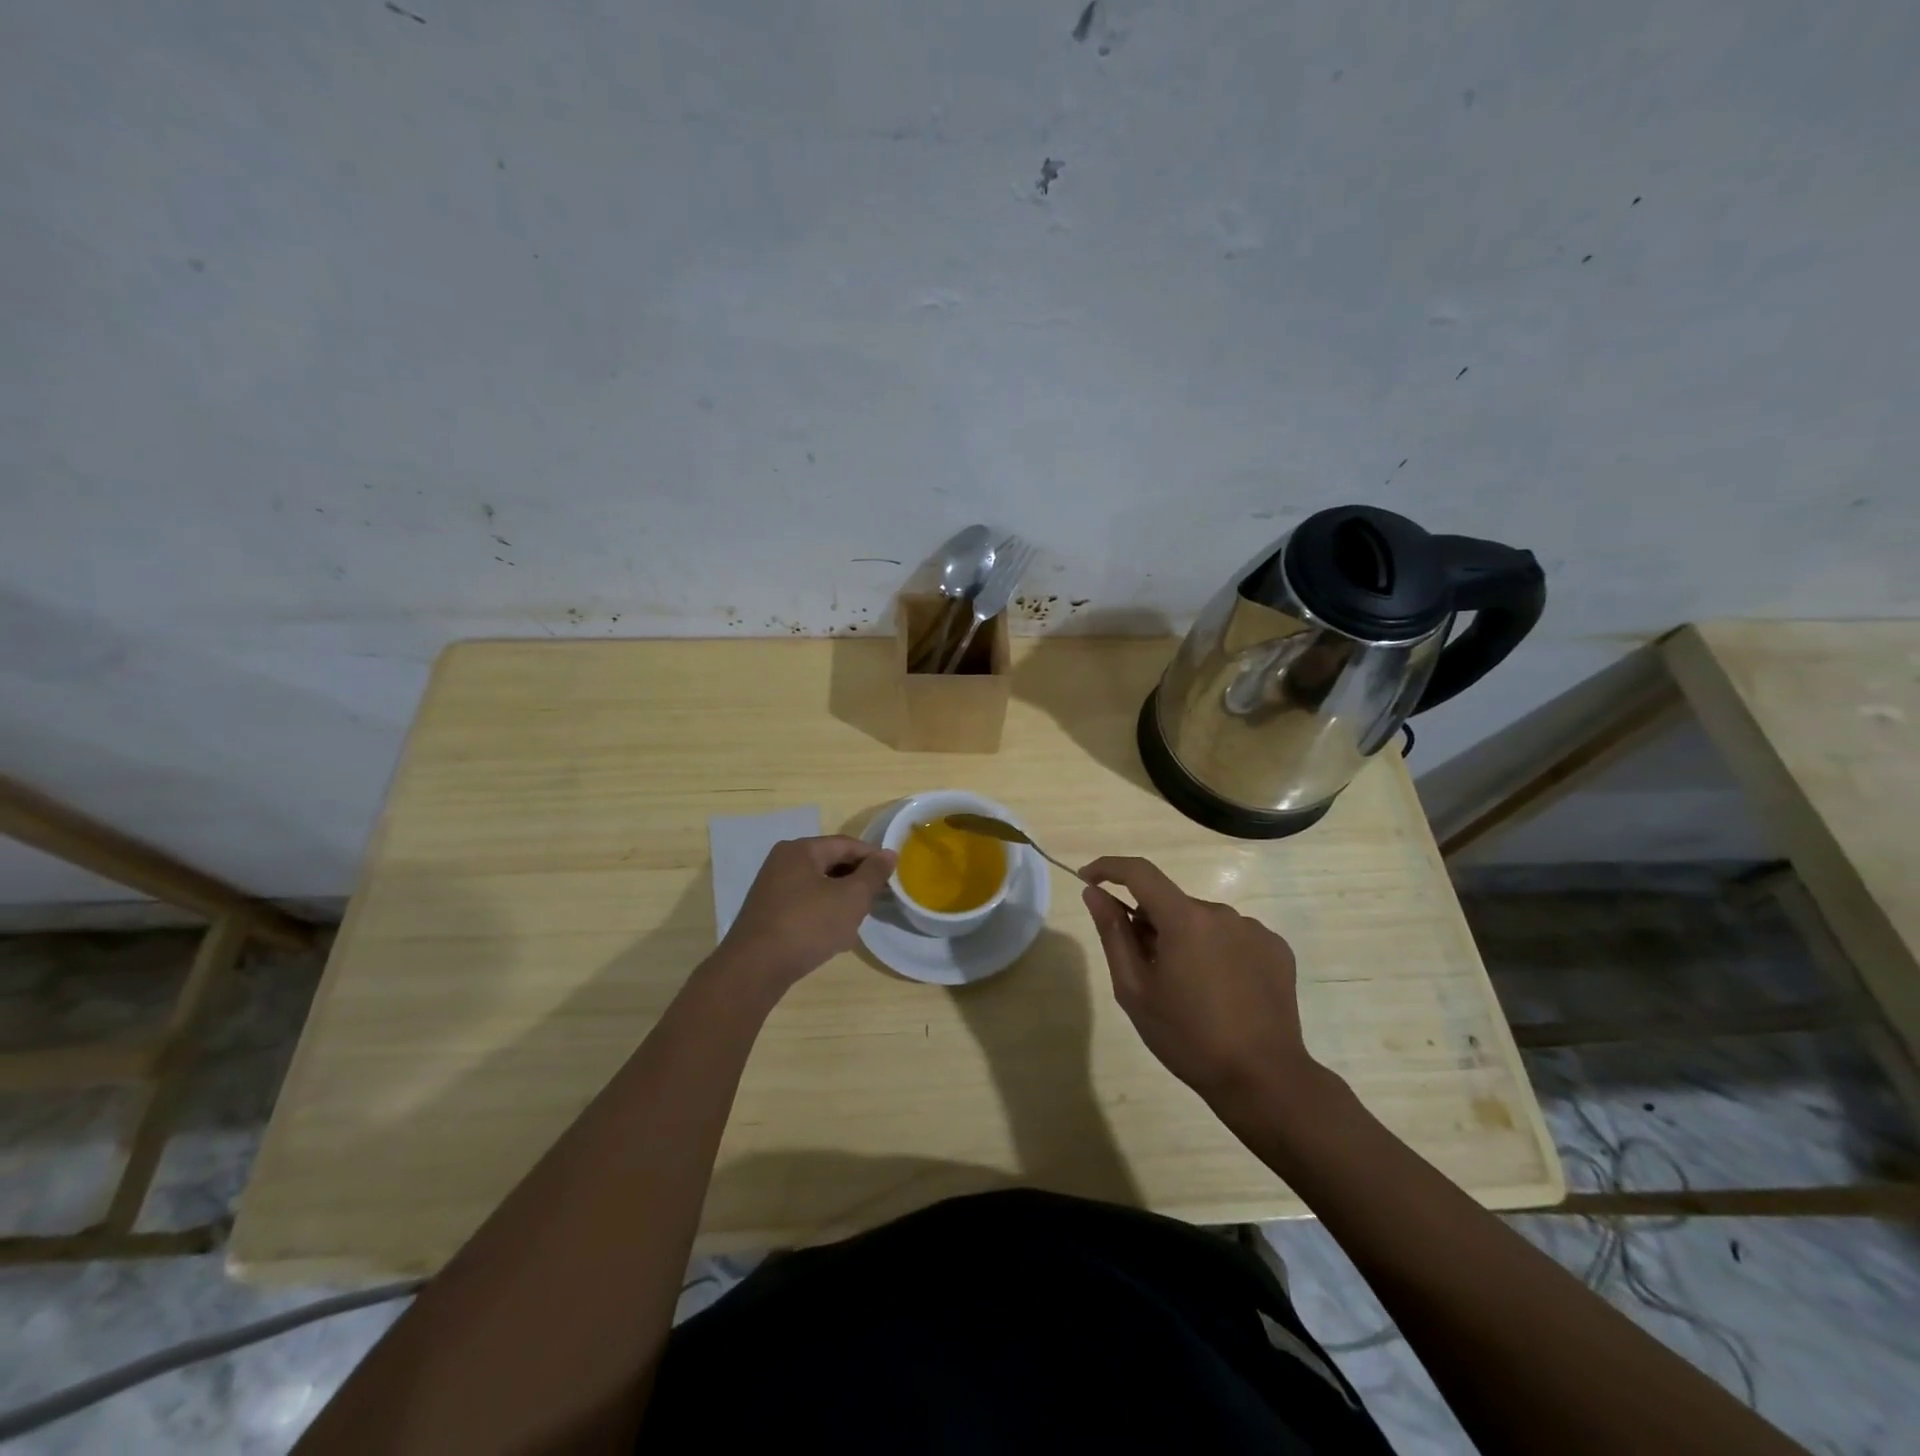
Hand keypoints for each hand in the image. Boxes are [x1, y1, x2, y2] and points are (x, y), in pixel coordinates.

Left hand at [716, 836, 895, 993]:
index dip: (873, 858)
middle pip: (831, 863)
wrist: (754, 969)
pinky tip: (834, 936)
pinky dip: (823, 914)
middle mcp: (783, 862)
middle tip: (877, 900)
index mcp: (801, 850)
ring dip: (841, 900)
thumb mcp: (851, 898)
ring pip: (819, 886)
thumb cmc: (807, 925)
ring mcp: (772, 888)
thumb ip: (873, 874)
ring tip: (858, 920)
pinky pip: (805, 904)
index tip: (893, 877)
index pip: (847, 844)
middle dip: (856, 881)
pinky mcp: (768, 914)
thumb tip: (889, 854)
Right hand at [1079, 855, 1318, 1103]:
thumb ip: (1113, 934)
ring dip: (1185, 940)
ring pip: (1202, 921)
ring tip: (1188, 989)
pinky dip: (1216, 952)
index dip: (1109, 868)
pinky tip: (1221, 992)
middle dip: (1150, 924)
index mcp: (1184, 919)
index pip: (1140, 872)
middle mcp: (1221, 912)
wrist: (1264, 1080)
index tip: (1089, 879)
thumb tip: (1094, 893)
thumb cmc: (1188, 1037)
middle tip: (1145, 970)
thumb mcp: (1135, 990)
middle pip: (1171, 904)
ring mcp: (1254, 929)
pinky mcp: (1276, 949)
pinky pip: (1232, 937)